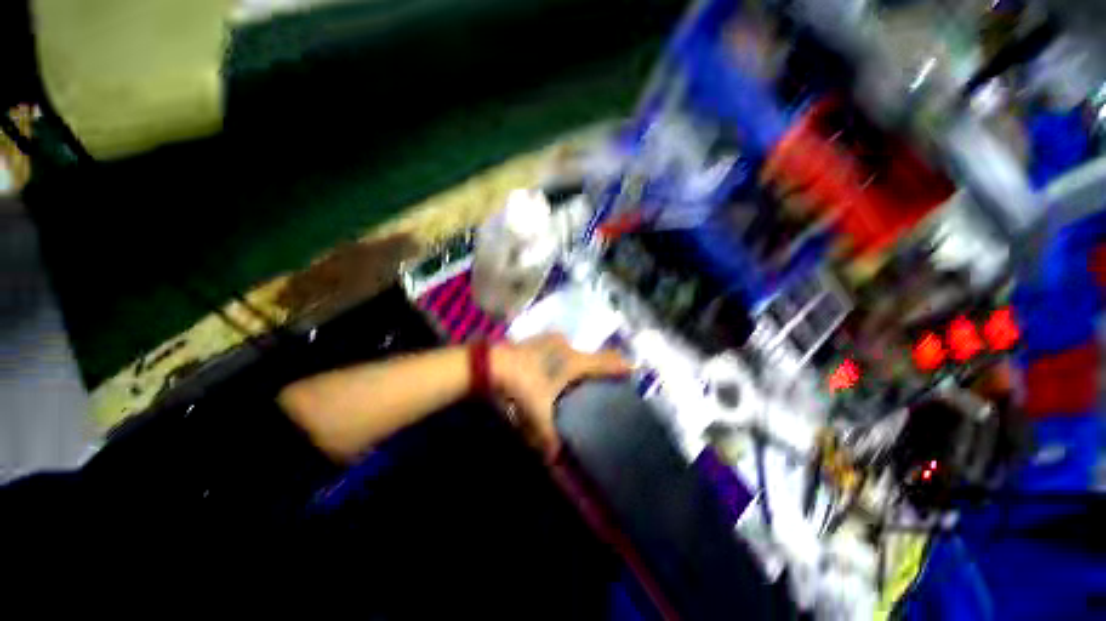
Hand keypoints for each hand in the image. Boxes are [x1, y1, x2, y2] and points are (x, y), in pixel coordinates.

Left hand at [491, 334, 630, 458]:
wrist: (491, 365)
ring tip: (576, 370)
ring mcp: (549, 340)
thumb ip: (547, 436)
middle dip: (597, 362)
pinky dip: (559, 352)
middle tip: (602, 372)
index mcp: (572, 362)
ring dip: (576, 356)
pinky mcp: (535, 339)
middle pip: (589, 354)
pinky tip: (552, 361)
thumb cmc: (521, 386)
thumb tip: (554, 458)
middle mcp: (565, 347)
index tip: (633, 366)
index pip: (603, 363)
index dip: (619, 365)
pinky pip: (555, 345)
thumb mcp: (537, 414)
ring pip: (570, 347)